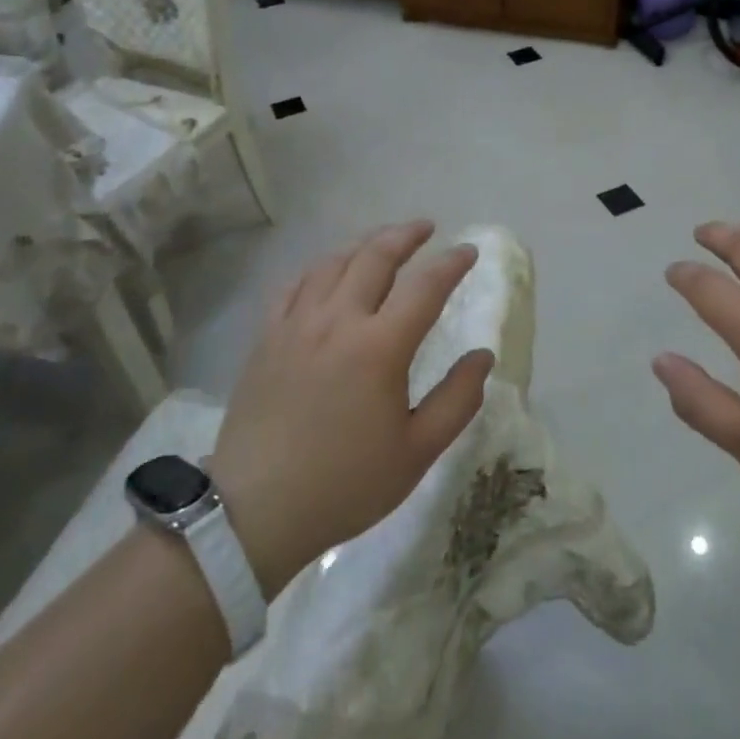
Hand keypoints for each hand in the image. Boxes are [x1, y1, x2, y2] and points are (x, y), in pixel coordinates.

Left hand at [209, 221, 491, 597]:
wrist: (255, 511)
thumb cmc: (345, 484)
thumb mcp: (417, 452)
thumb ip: (457, 400)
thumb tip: (484, 356)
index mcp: (380, 347)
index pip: (425, 286)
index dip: (451, 263)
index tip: (468, 252)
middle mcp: (338, 321)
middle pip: (375, 257)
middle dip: (406, 235)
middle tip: (426, 228)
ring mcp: (297, 324)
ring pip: (334, 263)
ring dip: (364, 244)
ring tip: (383, 241)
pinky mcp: (267, 338)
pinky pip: (294, 284)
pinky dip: (319, 267)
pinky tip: (328, 271)